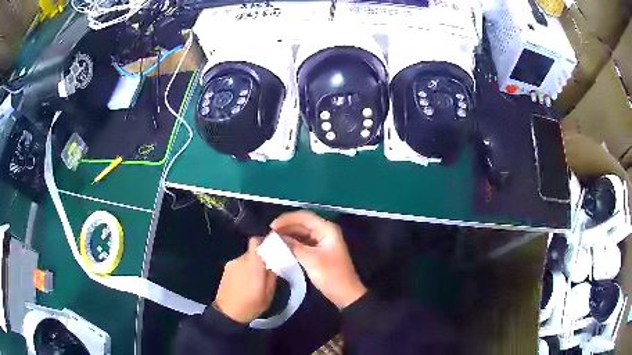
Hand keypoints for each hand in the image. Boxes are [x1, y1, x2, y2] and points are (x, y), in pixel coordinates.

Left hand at [214, 237, 276, 323]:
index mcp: (253, 264)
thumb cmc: (251, 304)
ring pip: (246, 259)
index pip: (255, 241)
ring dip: (252, 265)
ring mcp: (231, 265)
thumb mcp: (269, 293)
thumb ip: (272, 274)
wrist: (227, 313)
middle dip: (260, 257)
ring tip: (256, 280)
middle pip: (252, 251)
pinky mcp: (226, 270)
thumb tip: (274, 262)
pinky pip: (239, 265)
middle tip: (267, 269)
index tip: (272, 249)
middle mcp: (240, 260)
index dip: (264, 241)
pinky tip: (246, 283)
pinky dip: (244, 270)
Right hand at [271, 211, 366, 308]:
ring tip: (272, 240)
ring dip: (288, 235)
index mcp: (327, 229)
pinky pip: (303, 242)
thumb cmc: (331, 275)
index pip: (304, 217)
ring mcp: (322, 241)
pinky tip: (281, 246)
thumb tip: (274, 237)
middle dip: (286, 227)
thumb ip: (292, 246)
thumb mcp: (310, 260)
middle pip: (302, 223)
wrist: (345, 294)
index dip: (286, 219)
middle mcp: (325, 231)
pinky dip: (292, 243)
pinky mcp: (318, 251)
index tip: (271, 227)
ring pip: (301, 233)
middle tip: (269, 234)